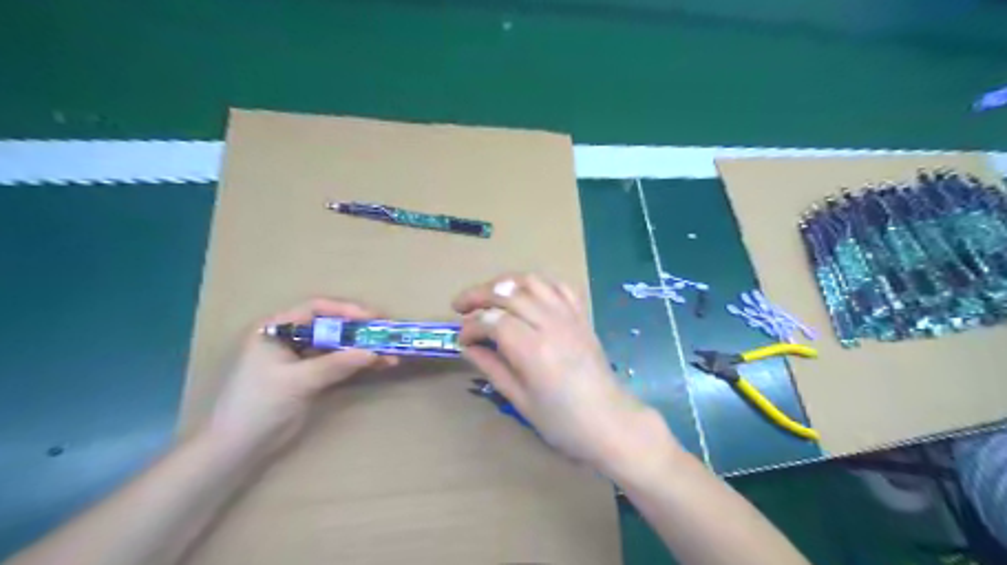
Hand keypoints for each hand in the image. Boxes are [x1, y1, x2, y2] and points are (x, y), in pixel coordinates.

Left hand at [210, 299, 396, 456]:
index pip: (315, 309)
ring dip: (363, 349)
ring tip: (390, 354)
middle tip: (387, 334)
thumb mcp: (297, 381)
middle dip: (360, 331)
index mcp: (276, 329)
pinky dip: (357, 364)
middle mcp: (289, 338)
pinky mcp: (310, 376)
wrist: (237, 448)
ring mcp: (300, 358)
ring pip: (337, 345)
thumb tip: (373, 353)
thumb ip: (335, 364)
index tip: (373, 318)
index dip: (346, 310)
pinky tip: (378, 365)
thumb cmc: (259, 405)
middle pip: (330, 326)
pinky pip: (338, 363)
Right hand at [455, 274, 675, 476]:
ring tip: (489, 294)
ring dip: (505, 282)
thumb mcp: (520, 400)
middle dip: (478, 295)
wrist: (609, 421)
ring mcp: (569, 316)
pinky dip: (538, 283)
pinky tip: (526, 292)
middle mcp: (550, 324)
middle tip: (459, 305)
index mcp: (532, 349)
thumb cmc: (562, 421)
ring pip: (532, 282)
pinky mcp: (581, 316)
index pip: (492, 321)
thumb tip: (468, 347)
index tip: (461, 338)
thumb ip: (492, 367)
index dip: (471, 326)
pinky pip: (559, 286)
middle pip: (508, 293)